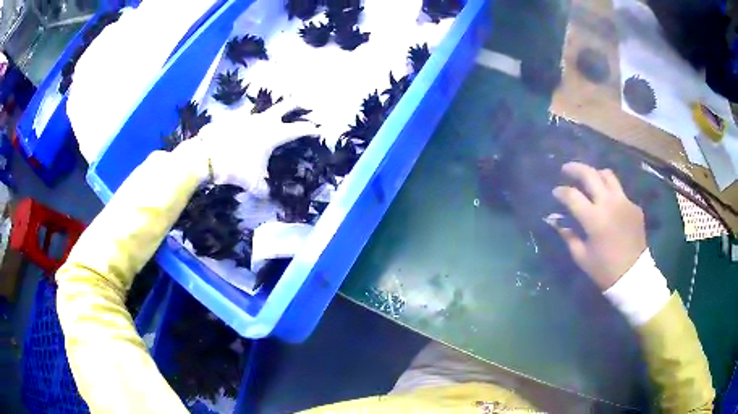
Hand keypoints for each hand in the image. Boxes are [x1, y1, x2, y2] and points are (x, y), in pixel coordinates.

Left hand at [184, 100, 318, 196]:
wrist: (208, 156)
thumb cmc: (236, 167)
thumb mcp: (252, 182)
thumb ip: (262, 188)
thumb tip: (266, 195)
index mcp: (273, 135)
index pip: (297, 130)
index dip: (309, 129)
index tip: (318, 128)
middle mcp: (263, 122)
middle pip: (283, 107)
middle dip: (295, 104)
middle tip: (303, 101)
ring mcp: (247, 118)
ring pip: (263, 110)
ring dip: (270, 111)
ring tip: (272, 114)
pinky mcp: (232, 119)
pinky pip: (244, 116)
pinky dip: (248, 119)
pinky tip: (246, 124)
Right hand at [548, 162, 647, 289]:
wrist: (633, 276)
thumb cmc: (604, 270)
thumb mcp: (581, 256)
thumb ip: (568, 235)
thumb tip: (555, 220)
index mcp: (595, 219)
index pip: (572, 195)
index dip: (561, 191)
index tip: (556, 192)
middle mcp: (610, 203)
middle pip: (590, 174)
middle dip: (575, 168)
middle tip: (566, 169)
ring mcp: (624, 202)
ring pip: (607, 175)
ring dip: (595, 174)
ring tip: (589, 180)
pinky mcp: (634, 206)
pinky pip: (619, 191)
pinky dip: (610, 192)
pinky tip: (608, 204)